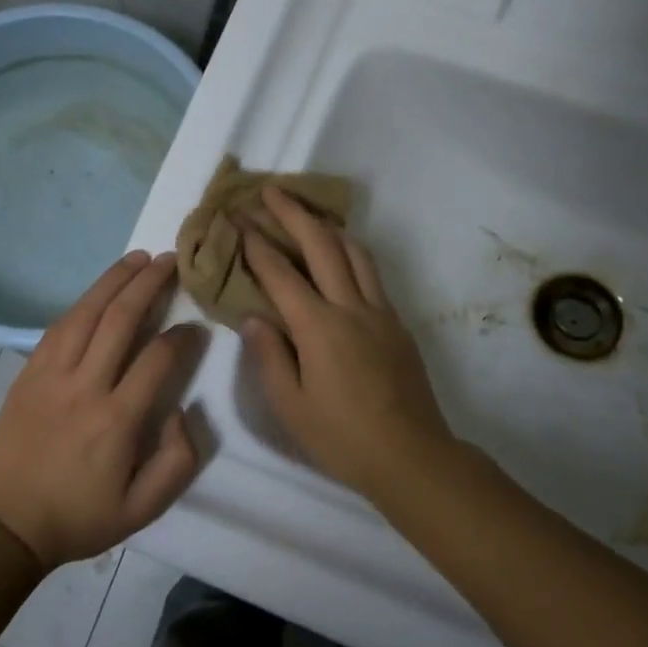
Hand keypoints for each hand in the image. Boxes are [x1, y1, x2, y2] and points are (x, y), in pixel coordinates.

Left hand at [0, 251, 205, 568]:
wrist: (7, 523)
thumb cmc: (80, 517)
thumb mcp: (143, 509)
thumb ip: (177, 461)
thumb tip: (183, 410)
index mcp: (116, 420)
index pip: (157, 359)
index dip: (182, 337)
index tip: (196, 327)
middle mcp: (84, 386)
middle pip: (120, 319)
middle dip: (149, 284)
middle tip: (171, 261)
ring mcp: (50, 374)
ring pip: (86, 312)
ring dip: (114, 280)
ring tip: (138, 258)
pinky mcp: (28, 372)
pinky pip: (58, 326)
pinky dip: (83, 302)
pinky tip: (99, 290)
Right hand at [238, 188, 456, 498]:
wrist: (412, 456)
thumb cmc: (342, 437)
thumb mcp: (291, 406)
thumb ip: (269, 356)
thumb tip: (254, 317)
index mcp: (319, 328)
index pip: (280, 274)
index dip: (255, 244)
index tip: (236, 219)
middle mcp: (351, 308)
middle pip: (322, 245)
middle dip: (293, 213)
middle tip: (270, 190)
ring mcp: (379, 312)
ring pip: (355, 251)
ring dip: (327, 225)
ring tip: (306, 213)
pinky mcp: (397, 322)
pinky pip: (371, 273)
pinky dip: (351, 251)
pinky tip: (339, 254)